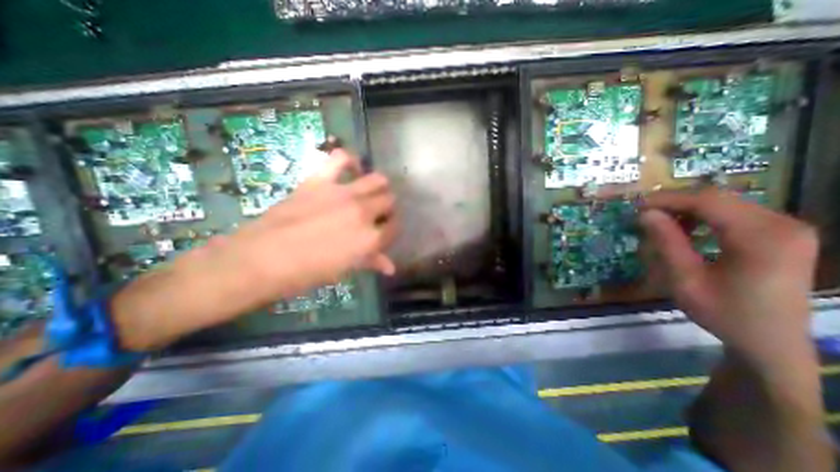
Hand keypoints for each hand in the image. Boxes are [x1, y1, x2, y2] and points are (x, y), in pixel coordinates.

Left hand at [113, 148, 396, 349]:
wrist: (263, 259)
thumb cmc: (307, 272)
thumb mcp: (344, 269)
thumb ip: (371, 262)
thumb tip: (391, 268)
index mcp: (370, 238)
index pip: (394, 228)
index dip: (391, 229)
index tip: (384, 232)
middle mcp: (364, 212)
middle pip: (389, 201)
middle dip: (387, 208)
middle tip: (376, 214)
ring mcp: (344, 193)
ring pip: (377, 179)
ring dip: (378, 186)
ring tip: (369, 193)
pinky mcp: (321, 180)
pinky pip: (341, 158)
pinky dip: (350, 161)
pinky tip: (351, 169)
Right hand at [641, 187, 817, 368]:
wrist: (771, 342)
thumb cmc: (724, 314)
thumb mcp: (685, 280)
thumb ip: (666, 243)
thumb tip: (645, 214)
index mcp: (763, 237)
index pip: (708, 201)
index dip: (667, 199)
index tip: (636, 206)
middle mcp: (783, 224)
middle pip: (718, 198)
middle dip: (675, 203)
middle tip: (644, 216)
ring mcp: (787, 228)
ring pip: (725, 204)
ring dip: (687, 210)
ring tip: (661, 225)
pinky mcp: (782, 235)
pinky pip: (735, 214)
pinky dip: (704, 218)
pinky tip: (687, 231)